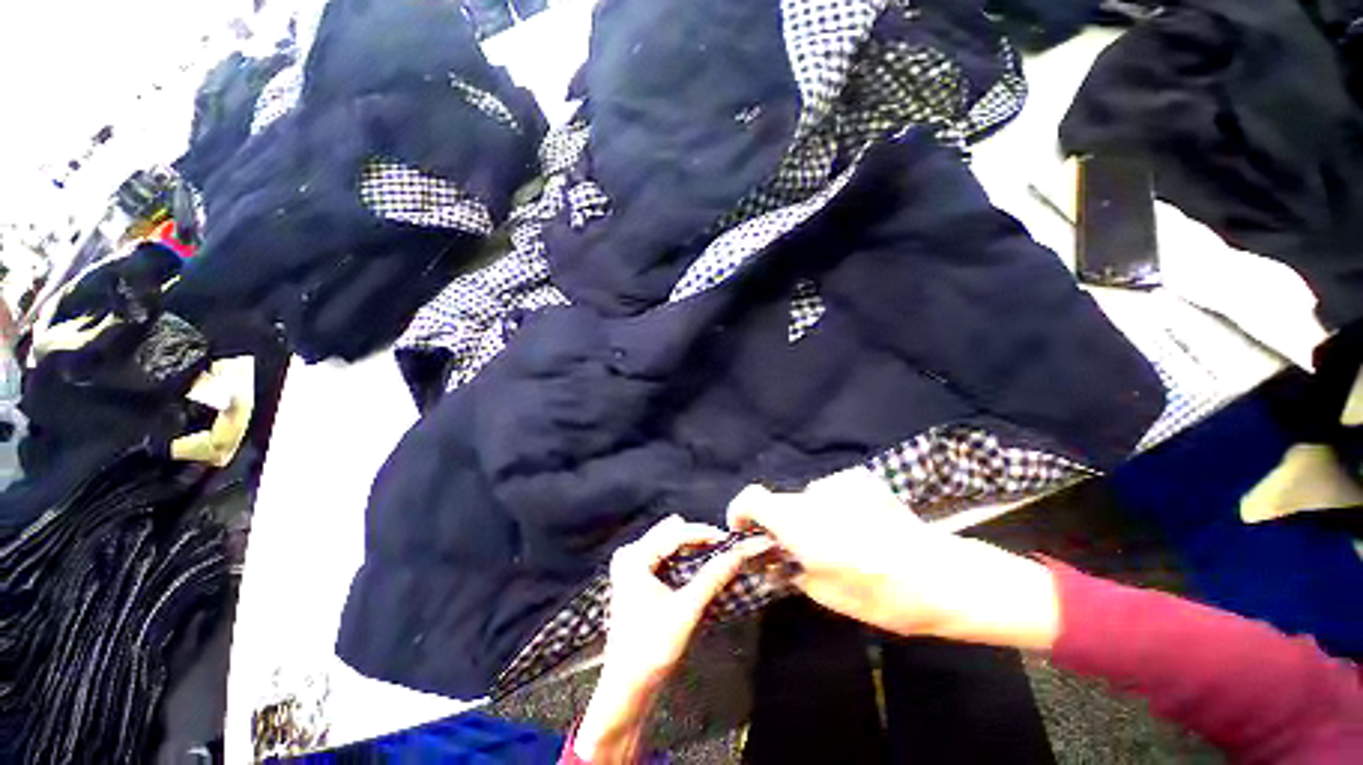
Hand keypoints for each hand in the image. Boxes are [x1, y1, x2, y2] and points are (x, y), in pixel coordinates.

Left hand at [574, 515, 772, 762]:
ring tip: (716, 554)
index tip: (728, 538)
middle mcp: (630, 556)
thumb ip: (711, 579)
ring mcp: (631, 567)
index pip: (674, 534)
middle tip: (724, 547)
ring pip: (667, 544)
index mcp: (635, 558)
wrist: (625, 689)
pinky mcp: (636, 579)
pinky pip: (663, 557)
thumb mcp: (685, 611)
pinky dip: (683, 559)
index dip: (703, 534)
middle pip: (670, 535)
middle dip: (698, 539)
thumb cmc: (650, 650)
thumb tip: (736, 555)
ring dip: (691, 548)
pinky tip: (699, 565)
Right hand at [728, 468, 1060, 649]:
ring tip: (841, 543)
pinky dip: (835, 507)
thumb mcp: (824, 594)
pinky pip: (834, 492)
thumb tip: (770, 559)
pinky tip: (861, 526)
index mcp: (797, 521)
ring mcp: (838, 483)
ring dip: (812, 517)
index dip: (741, 512)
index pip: (751, 498)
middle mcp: (811, 494)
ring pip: (808, 498)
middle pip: (781, 501)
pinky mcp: (861, 480)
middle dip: (782, 525)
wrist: (940, 575)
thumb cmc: (878, 593)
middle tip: (799, 552)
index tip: (746, 532)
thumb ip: (788, 570)